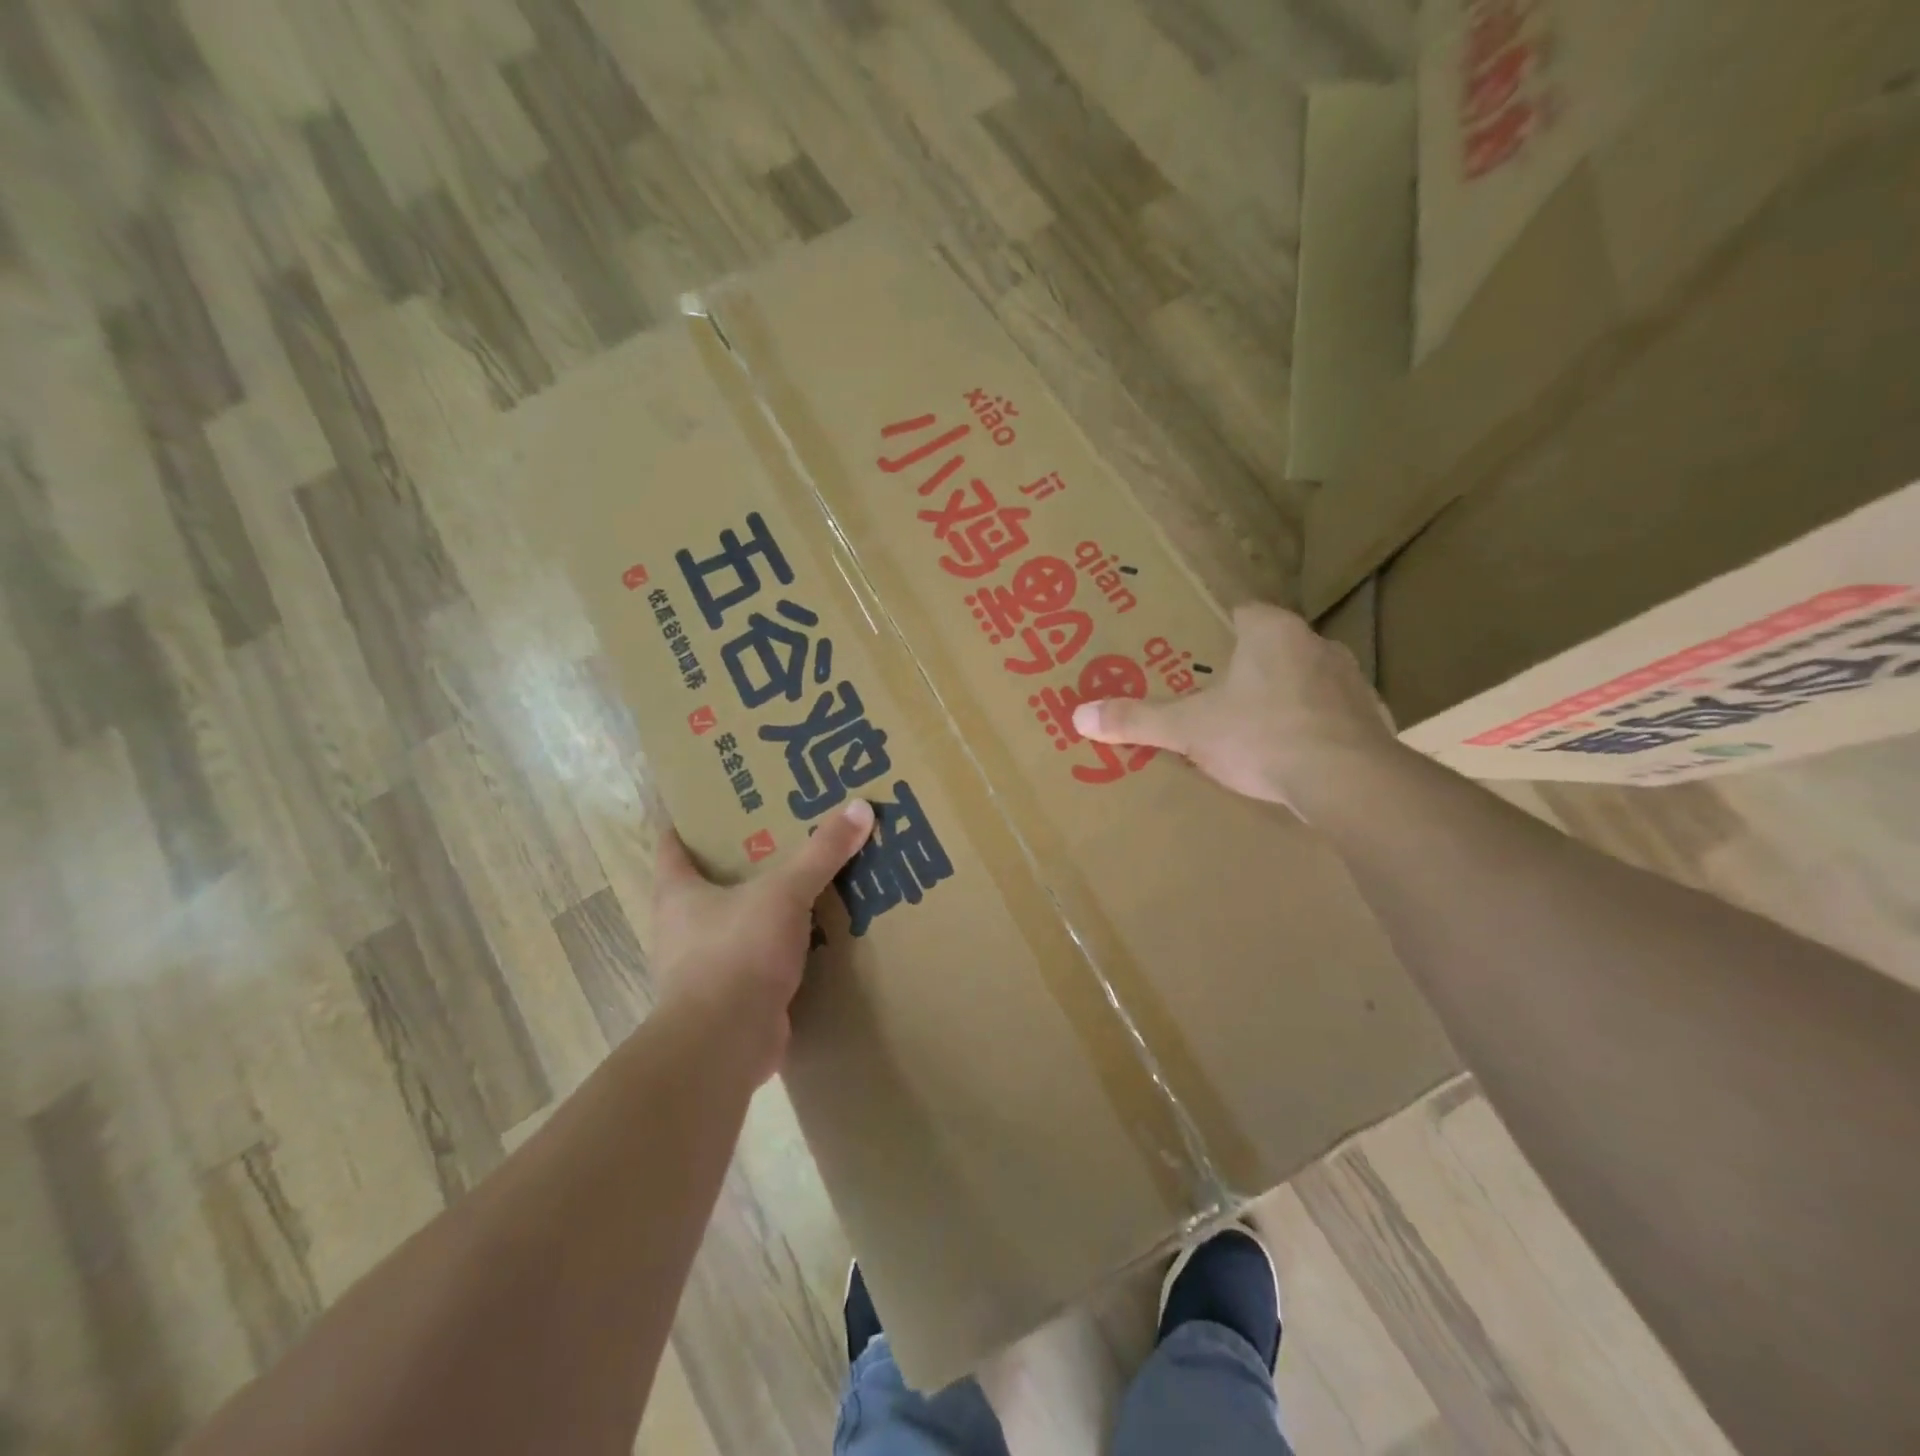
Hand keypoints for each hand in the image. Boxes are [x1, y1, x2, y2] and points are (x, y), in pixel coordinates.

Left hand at [651, 800, 874, 1081]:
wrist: (723, 1044)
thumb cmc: (737, 953)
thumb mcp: (784, 893)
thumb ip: (822, 853)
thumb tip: (861, 807)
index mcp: (679, 893)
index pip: (672, 844)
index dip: (688, 819)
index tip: (714, 799)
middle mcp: (682, 927)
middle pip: (706, 882)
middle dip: (739, 861)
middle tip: (779, 834)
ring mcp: (704, 966)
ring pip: (734, 922)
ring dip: (762, 907)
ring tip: (802, 882)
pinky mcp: (730, 997)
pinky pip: (757, 959)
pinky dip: (779, 947)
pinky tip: (811, 935)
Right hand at [1073, 603, 1397, 815]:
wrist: (1348, 781)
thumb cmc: (1261, 735)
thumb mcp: (1188, 729)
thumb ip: (1137, 720)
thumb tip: (1079, 716)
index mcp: (1272, 632)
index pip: (1244, 612)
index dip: (1221, 628)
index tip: (1203, 650)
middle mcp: (1317, 645)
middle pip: (1277, 646)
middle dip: (1252, 666)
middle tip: (1222, 693)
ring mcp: (1352, 682)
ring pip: (1310, 680)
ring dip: (1288, 696)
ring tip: (1258, 726)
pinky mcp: (1373, 719)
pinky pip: (1335, 716)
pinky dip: (1317, 729)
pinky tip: (1299, 755)